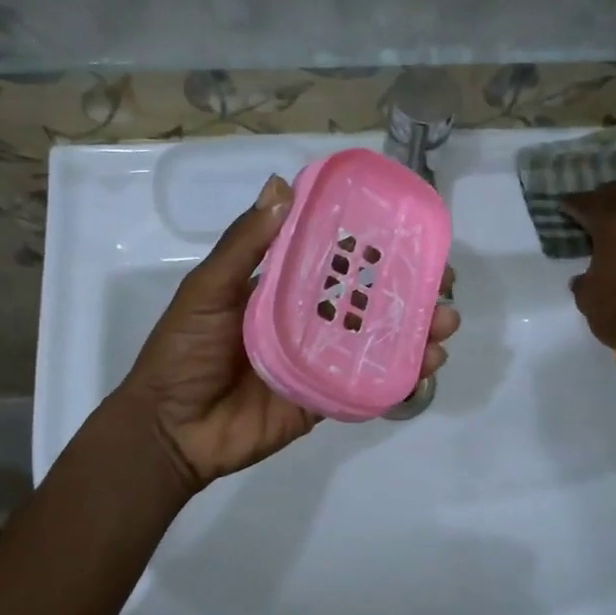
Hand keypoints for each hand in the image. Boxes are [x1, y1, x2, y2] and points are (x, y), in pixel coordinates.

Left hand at [116, 174, 460, 492]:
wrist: (170, 428)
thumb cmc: (183, 351)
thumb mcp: (207, 290)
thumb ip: (244, 245)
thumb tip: (281, 186)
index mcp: (283, 287)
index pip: (338, 259)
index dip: (376, 246)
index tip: (412, 235)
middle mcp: (308, 320)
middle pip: (370, 300)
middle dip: (412, 290)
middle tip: (445, 285)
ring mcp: (321, 361)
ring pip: (379, 341)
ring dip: (417, 331)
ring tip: (444, 325)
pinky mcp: (326, 399)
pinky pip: (370, 386)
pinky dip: (403, 377)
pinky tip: (426, 367)